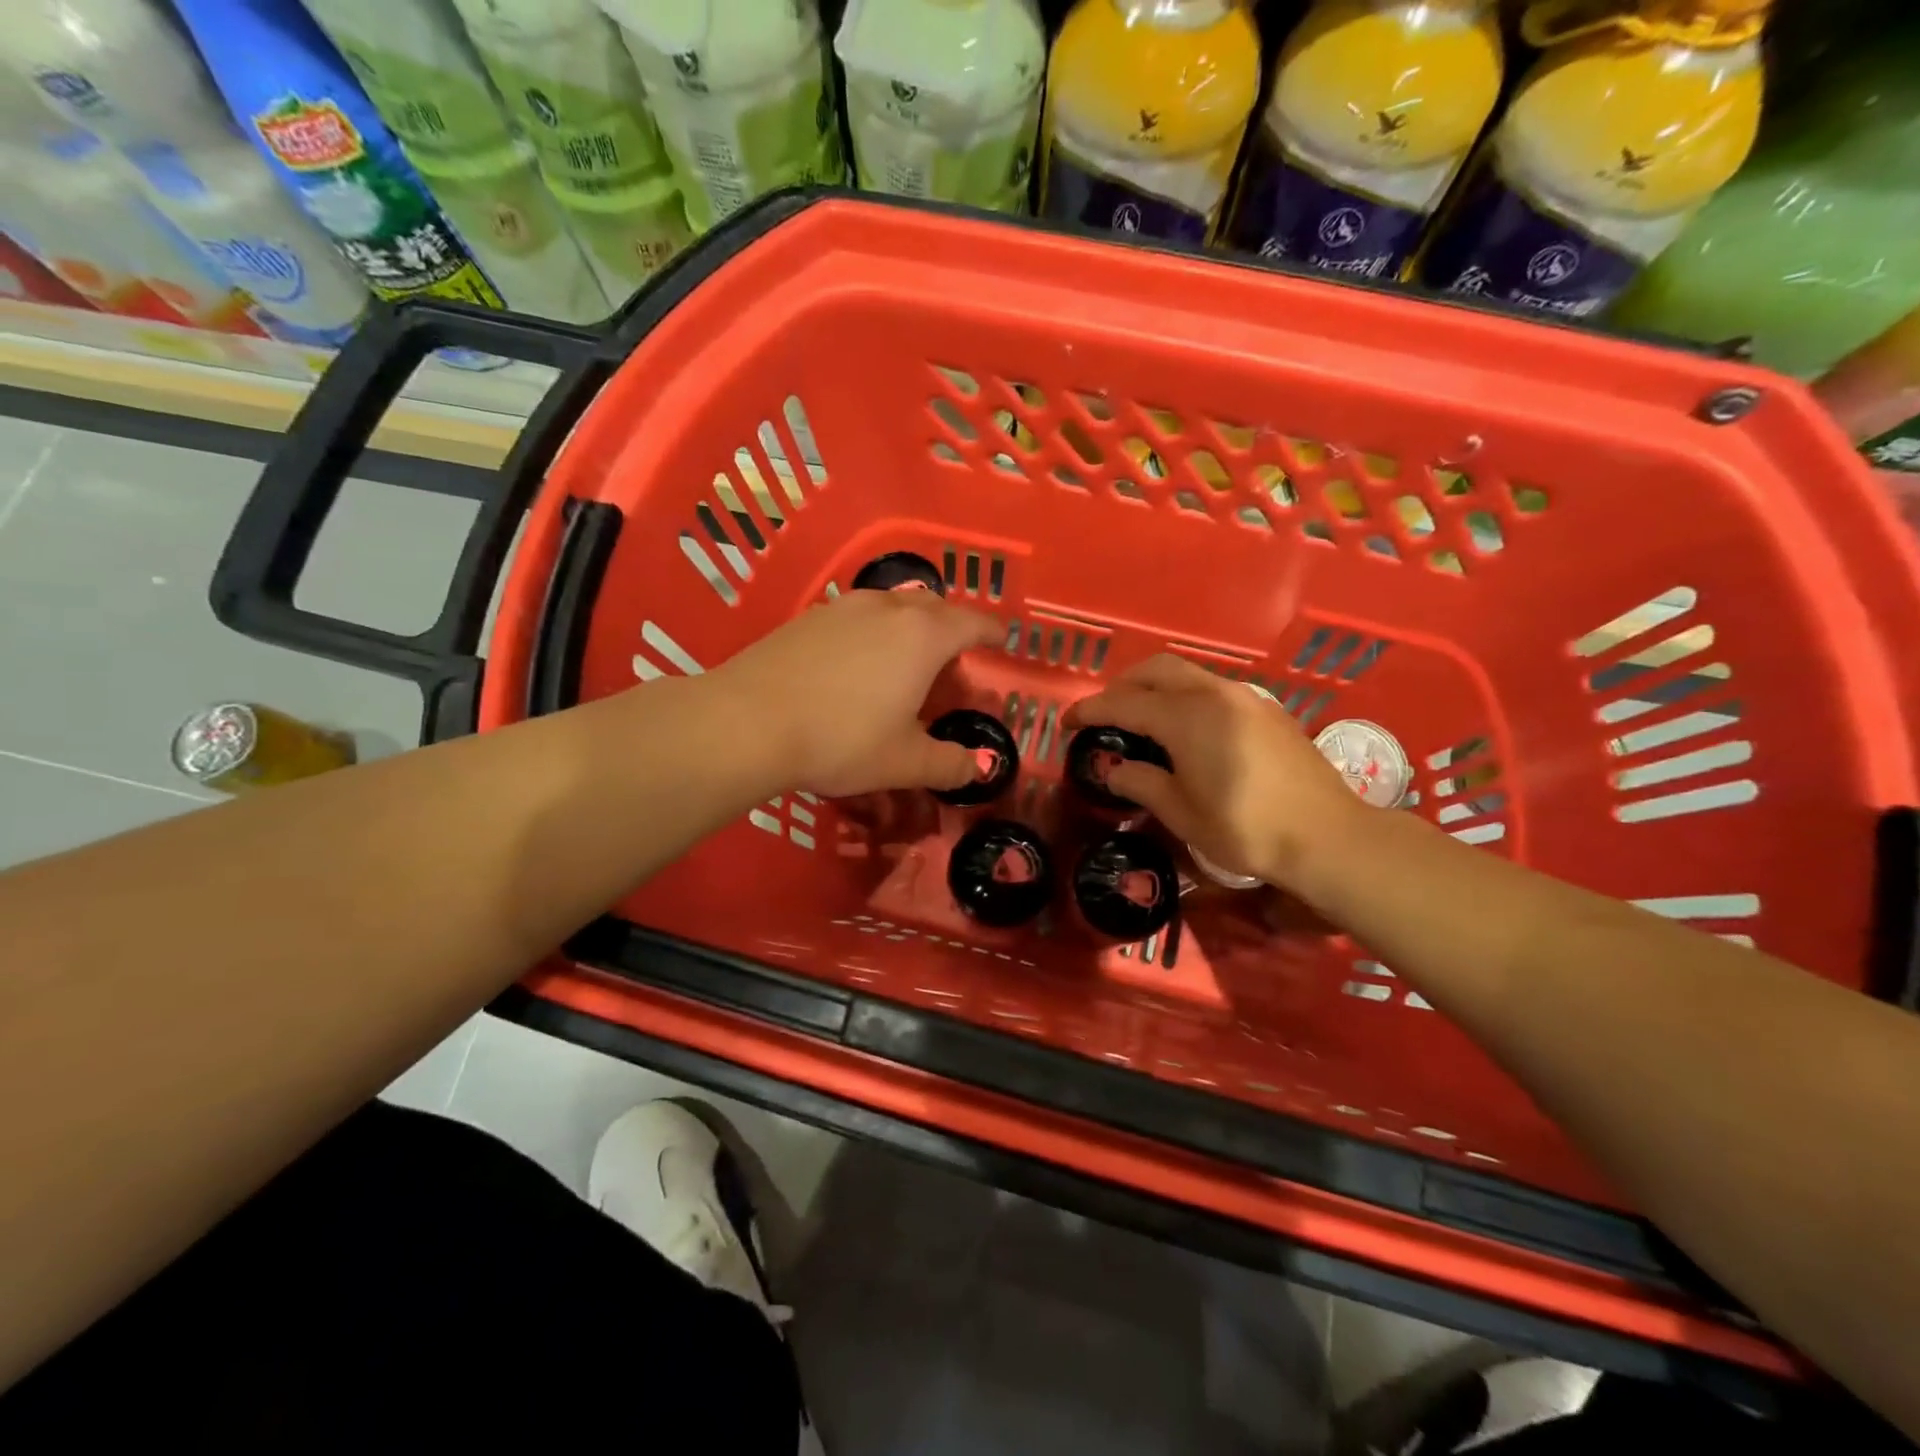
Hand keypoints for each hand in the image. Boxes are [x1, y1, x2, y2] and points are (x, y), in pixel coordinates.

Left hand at [709, 589, 1001, 797]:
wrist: (748, 721)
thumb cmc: (842, 739)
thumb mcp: (904, 762)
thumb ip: (949, 763)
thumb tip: (980, 767)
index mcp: (923, 636)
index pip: (971, 623)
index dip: (992, 631)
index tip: (1003, 638)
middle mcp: (887, 609)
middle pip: (933, 608)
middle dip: (951, 629)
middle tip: (953, 662)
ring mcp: (843, 607)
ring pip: (892, 607)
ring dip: (909, 628)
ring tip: (905, 661)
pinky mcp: (807, 618)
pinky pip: (857, 617)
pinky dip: (873, 633)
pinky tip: (857, 665)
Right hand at [1063, 655, 1365, 890]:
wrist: (1327, 836)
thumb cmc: (1246, 829)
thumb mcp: (1182, 813)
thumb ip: (1141, 782)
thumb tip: (1113, 769)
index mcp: (1187, 718)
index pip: (1124, 703)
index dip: (1090, 710)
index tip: (1067, 722)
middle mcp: (1214, 694)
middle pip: (1156, 670)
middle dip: (1123, 685)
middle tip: (1105, 714)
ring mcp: (1245, 697)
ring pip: (1187, 674)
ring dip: (1156, 687)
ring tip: (1141, 720)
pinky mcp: (1266, 708)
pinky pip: (1212, 688)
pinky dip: (1185, 696)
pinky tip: (1186, 729)